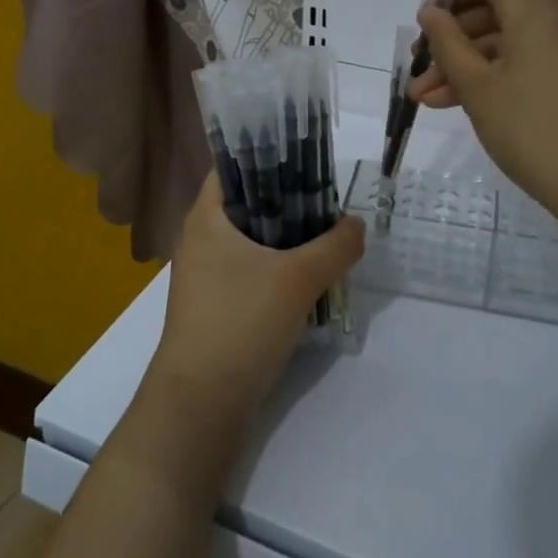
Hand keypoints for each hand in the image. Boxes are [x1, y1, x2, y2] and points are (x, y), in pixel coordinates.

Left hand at [147, 174, 364, 433]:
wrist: (201, 401)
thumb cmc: (241, 323)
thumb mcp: (298, 279)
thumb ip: (335, 246)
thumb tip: (356, 224)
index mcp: (206, 216)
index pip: (234, 166)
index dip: (270, 156)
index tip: (309, 161)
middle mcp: (201, 237)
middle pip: (248, 202)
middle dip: (289, 201)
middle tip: (329, 203)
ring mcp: (206, 273)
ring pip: (252, 239)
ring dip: (288, 238)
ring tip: (328, 238)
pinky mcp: (216, 303)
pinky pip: (251, 270)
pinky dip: (278, 267)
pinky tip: (309, 278)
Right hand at [409, 0, 557, 231]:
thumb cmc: (536, 131)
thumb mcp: (479, 88)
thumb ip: (448, 44)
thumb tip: (431, 12)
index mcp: (539, 1)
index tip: (424, 36)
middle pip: (499, 6)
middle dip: (455, 40)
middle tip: (421, 75)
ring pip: (517, 35)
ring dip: (474, 62)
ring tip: (431, 100)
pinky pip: (540, 53)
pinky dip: (506, 70)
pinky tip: (470, 102)